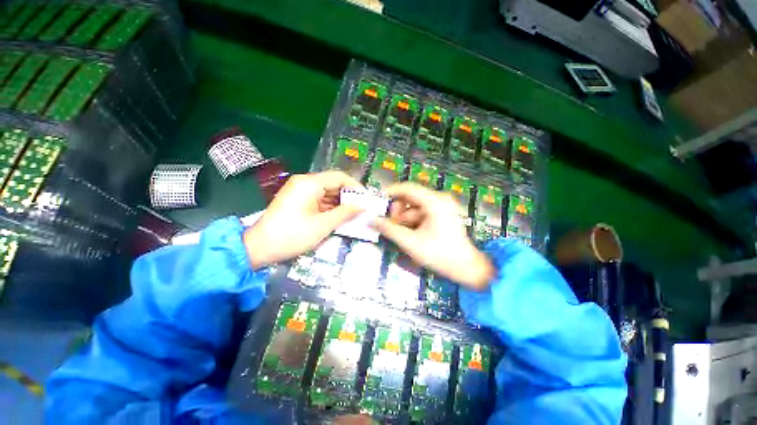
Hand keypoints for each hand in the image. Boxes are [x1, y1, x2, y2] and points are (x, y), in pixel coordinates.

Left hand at [243, 171, 362, 268]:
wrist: (258, 248)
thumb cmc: (292, 236)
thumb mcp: (323, 225)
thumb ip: (345, 213)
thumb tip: (363, 206)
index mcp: (310, 183)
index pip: (340, 177)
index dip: (356, 187)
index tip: (366, 200)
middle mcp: (304, 182)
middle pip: (333, 184)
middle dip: (348, 196)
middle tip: (361, 210)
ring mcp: (299, 191)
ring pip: (327, 192)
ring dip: (340, 203)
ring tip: (353, 215)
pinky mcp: (297, 200)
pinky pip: (318, 199)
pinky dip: (329, 207)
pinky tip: (338, 217)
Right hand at [373, 183, 494, 289]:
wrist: (467, 269)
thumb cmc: (440, 255)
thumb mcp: (411, 243)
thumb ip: (389, 230)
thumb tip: (371, 220)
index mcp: (434, 202)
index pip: (407, 188)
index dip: (390, 192)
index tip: (377, 200)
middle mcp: (440, 199)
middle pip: (410, 197)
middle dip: (398, 211)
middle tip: (390, 225)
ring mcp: (443, 206)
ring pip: (415, 206)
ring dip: (405, 218)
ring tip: (402, 234)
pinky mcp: (443, 214)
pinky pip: (422, 212)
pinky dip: (413, 221)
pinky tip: (411, 234)